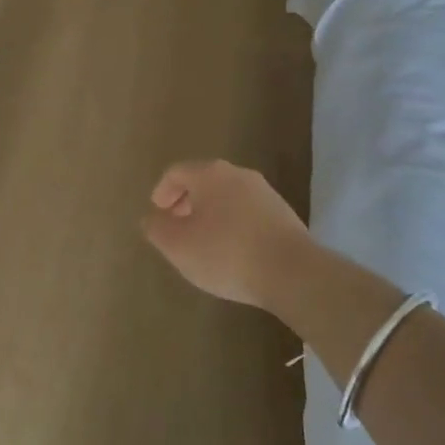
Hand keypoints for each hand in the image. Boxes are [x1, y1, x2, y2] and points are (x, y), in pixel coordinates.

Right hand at [141, 160, 311, 310]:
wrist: (291, 272)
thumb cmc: (225, 253)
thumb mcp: (178, 245)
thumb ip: (157, 228)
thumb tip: (152, 218)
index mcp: (210, 174)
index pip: (176, 172)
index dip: (162, 192)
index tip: (157, 213)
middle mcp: (239, 175)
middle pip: (204, 181)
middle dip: (185, 202)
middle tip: (176, 226)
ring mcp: (266, 193)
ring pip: (227, 197)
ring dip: (210, 214)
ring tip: (202, 242)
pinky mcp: (284, 215)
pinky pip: (247, 213)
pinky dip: (232, 224)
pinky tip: (230, 251)